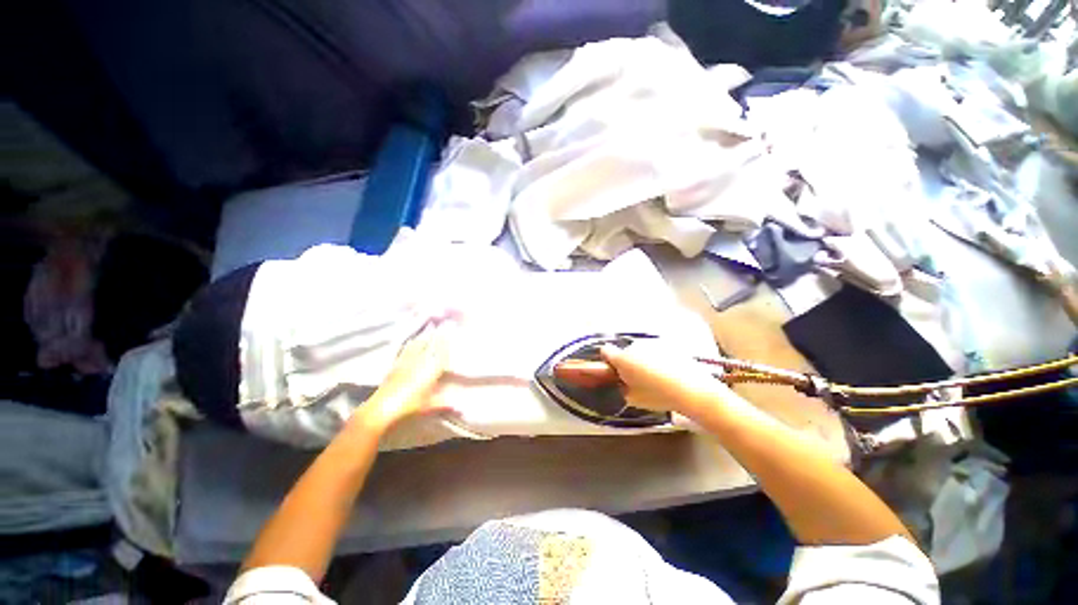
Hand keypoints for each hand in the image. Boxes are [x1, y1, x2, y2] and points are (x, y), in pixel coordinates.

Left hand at [356, 322, 451, 432]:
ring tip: (429, 327)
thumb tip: (458, 405)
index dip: (446, 338)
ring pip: (417, 344)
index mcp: (431, 368)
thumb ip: (443, 403)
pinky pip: (405, 350)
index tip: (450, 327)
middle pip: (429, 343)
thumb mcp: (429, 406)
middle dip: (436, 333)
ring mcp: (406, 361)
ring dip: (424, 336)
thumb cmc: (409, 406)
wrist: (382, 409)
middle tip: (442, 323)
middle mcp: (419, 361)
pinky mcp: (395, 365)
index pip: (441, 349)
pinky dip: (411, 344)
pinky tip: (412, 342)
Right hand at [595, 340, 729, 416]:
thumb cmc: (658, 396)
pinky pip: (657, 352)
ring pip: (642, 351)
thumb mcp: (633, 399)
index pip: (605, 351)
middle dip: (629, 363)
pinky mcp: (669, 345)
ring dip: (645, 361)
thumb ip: (623, 388)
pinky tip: (670, 374)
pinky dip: (660, 359)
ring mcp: (652, 343)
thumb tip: (623, 383)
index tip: (614, 370)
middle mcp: (635, 346)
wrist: (692, 389)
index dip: (608, 360)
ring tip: (658, 378)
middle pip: (626, 352)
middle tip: (639, 380)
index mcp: (622, 358)